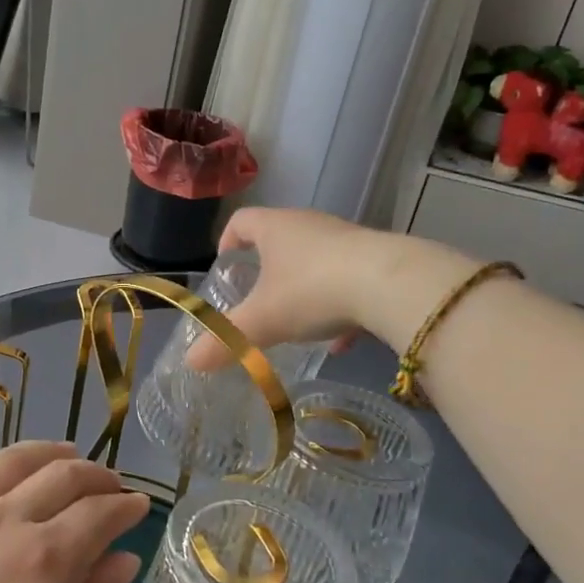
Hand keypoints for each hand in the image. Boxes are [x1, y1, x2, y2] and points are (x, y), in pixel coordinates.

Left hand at [0, 441, 149, 582]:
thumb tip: (123, 557)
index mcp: (44, 559)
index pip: (98, 512)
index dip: (125, 505)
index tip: (139, 505)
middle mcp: (1, 521)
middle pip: (59, 475)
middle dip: (95, 475)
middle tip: (109, 485)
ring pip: (8, 462)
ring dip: (46, 454)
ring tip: (64, 455)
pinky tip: (1, 490)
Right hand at [185, 207, 394, 366]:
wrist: (392, 284)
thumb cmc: (312, 290)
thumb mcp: (263, 320)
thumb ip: (227, 340)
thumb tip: (191, 361)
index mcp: (275, 227)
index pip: (242, 221)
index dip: (228, 240)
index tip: (225, 265)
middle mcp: (309, 225)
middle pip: (280, 238)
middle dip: (268, 268)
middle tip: (259, 297)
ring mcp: (347, 239)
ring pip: (317, 260)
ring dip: (306, 288)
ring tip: (300, 323)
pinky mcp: (378, 259)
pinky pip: (350, 279)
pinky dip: (340, 305)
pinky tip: (342, 340)